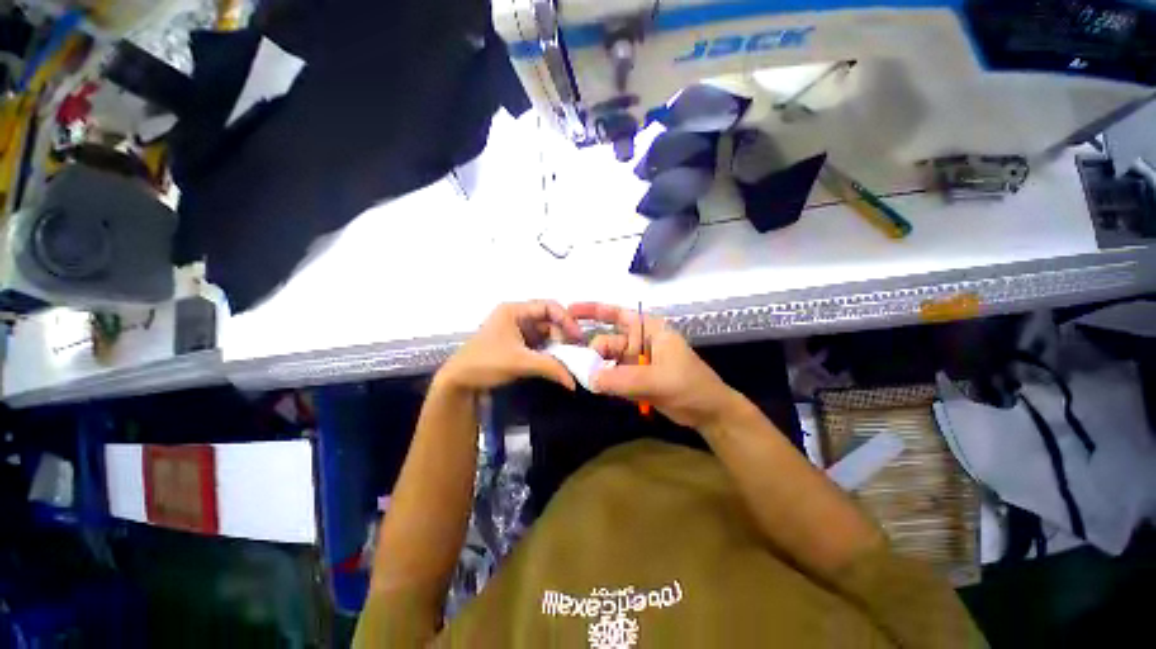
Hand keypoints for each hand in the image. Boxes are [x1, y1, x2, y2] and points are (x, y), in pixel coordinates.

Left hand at [438, 301, 582, 391]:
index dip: (566, 319)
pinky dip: (549, 352)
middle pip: (548, 320)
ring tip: (569, 359)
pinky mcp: (517, 344)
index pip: (548, 307)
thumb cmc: (485, 363)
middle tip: (575, 352)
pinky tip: (557, 363)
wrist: (458, 382)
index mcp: (514, 310)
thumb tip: (574, 381)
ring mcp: (517, 331)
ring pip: (545, 333)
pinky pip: (539, 344)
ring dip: (557, 346)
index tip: (577, 338)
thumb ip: (550, 368)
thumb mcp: (520, 362)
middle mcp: (517, 316)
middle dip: (562, 335)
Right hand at [568, 302, 740, 429]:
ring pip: (607, 360)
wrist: (707, 413)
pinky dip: (603, 381)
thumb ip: (623, 379)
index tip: (569, 311)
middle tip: (577, 366)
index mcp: (648, 330)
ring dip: (595, 368)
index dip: (593, 310)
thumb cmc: (690, 386)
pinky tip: (593, 387)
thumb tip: (590, 378)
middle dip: (592, 351)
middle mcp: (638, 342)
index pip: (617, 314)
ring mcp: (635, 361)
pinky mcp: (633, 378)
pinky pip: (612, 376)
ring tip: (582, 378)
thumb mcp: (658, 380)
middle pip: (607, 341)